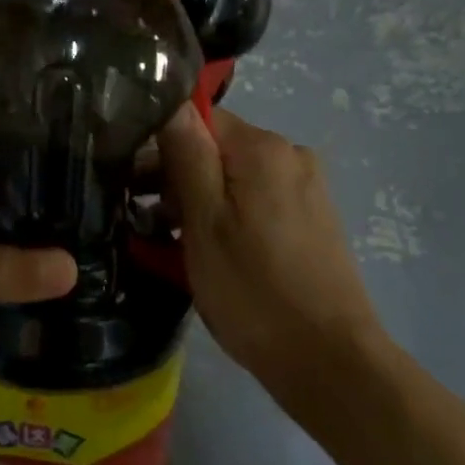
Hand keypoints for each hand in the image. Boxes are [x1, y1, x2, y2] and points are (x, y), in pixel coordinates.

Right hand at [157, 105, 386, 395]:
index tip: (136, 189)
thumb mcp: (204, 222)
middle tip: (147, 226)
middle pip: (215, 149)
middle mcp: (291, 156)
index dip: (159, 150)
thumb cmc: (253, 291)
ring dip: (198, 204)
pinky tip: (210, 255)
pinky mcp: (312, 220)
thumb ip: (186, 156)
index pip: (197, 120)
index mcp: (263, 148)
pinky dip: (227, 219)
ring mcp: (306, 189)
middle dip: (176, 181)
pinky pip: (255, 203)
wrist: (329, 362)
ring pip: (233, 179)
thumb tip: (170, 102)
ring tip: (171, 247)